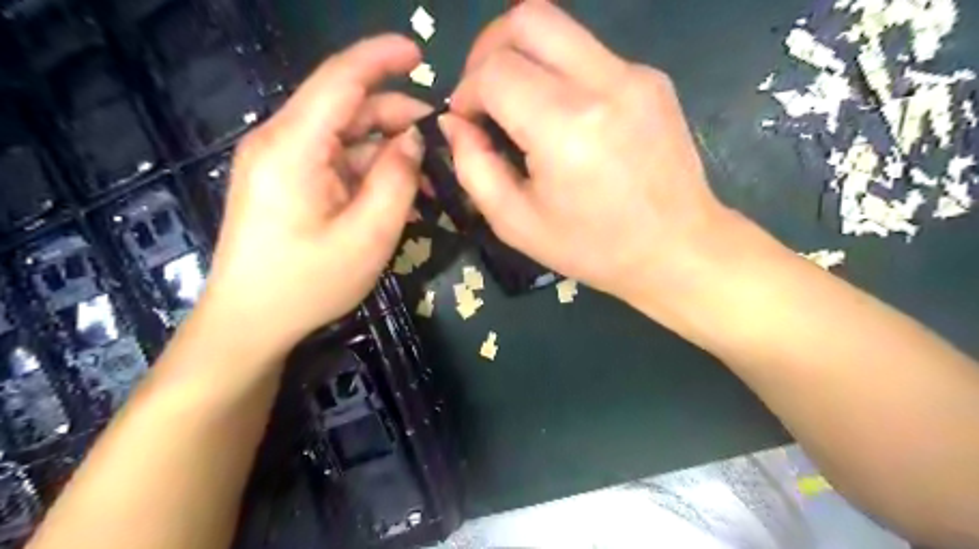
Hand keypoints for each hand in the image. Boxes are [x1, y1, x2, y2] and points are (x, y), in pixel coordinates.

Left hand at [198, 36, 428, 357]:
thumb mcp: (368, 235)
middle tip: (440, 146)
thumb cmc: (307, 283)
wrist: (249, 323)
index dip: (382, 58)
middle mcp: (281, 142)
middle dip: (397, 118)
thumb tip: (413, 139)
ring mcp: (281, 163)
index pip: (340, 79)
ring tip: (427, 181)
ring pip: (344, 138)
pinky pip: (335, 163)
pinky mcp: (286, 183)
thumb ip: (397, 179)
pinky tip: (397, 195)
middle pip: (347, 108)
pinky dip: (369, 171)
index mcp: (293, 146)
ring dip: (387, 152)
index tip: (421, 53)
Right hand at [442, 4, 734, 316]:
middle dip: (488, 50)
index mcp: (565, 128)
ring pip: (560, 28)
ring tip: (518, 105)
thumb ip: (473, 168)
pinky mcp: (652, 78)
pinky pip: (589, 54)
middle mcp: (603, 84)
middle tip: (484, 94)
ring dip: (523, 58)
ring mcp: (635, 74)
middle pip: (527, 19)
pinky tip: (563, 118)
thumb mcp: (516, 223)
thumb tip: (454, 123)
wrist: (677, 248)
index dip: (466, 91)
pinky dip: (559, 73)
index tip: (466, 123)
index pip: (495, 71)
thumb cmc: (593, 248)